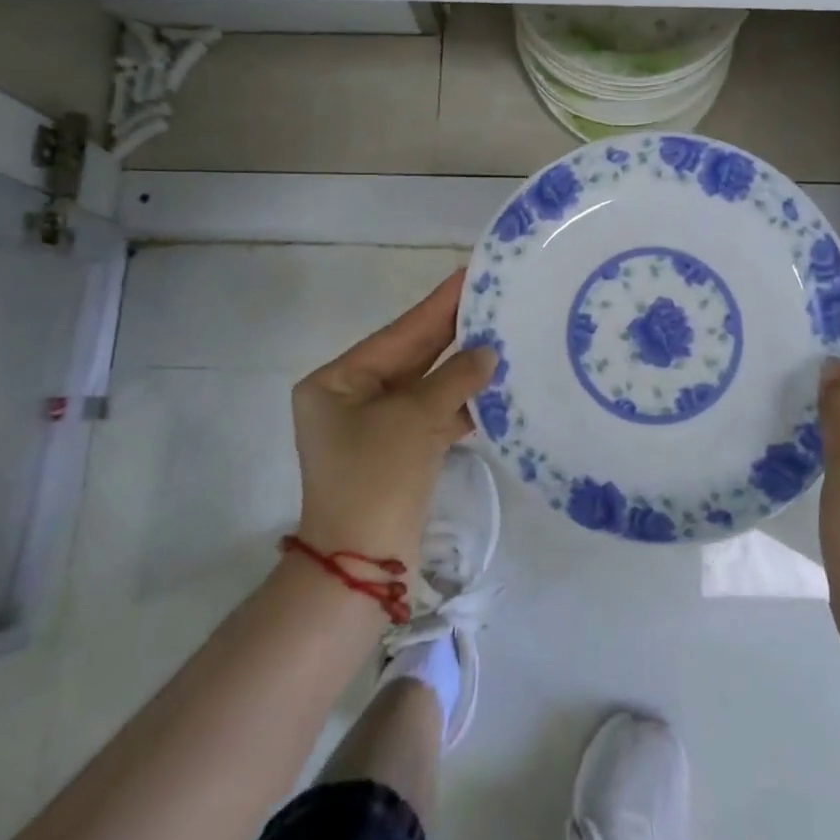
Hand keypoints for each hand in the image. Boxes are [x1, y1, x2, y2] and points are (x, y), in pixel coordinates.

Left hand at [291, 270, 495, 567]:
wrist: (363, 565)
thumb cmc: (376, 477)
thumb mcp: (415, 418)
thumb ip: (454, 378)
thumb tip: (488, 353)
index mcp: (337, 381)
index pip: (398, 333)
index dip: (436, 305)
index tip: (468, 274)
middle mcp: (351, 397)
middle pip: (411, 356)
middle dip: (452, 332)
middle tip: (491, 297)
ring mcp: (374, 426)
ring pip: (425, 386)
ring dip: (461, 369)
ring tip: (501, 335)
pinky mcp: (397, 451)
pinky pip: (431, 415)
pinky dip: (459, 403)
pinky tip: (492, 386)